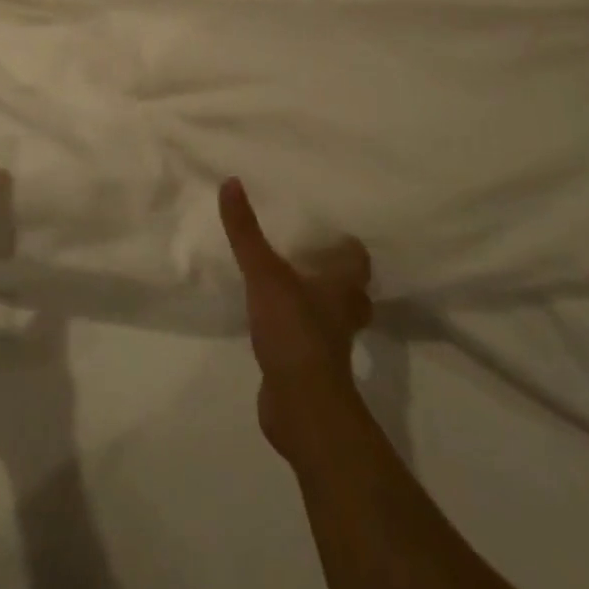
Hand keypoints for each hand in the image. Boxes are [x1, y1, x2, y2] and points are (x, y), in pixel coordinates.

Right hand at [220, 177, 372, 459]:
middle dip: (337, 276)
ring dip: (319, 302)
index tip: (333, 231)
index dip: (348, 246)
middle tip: (313, 254)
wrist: (301, 407)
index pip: (358, 260)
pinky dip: (298, 330)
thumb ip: (246, 231)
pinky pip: (308, 340)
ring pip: (332, 316)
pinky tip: (274, 321)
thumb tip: (231, 181)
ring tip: (292, 283)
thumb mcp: (264, 274)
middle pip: (352, 290)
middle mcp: (343, 314)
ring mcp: (330, 345)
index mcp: (343, 288)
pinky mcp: (311, 369)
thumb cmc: (294, 330)